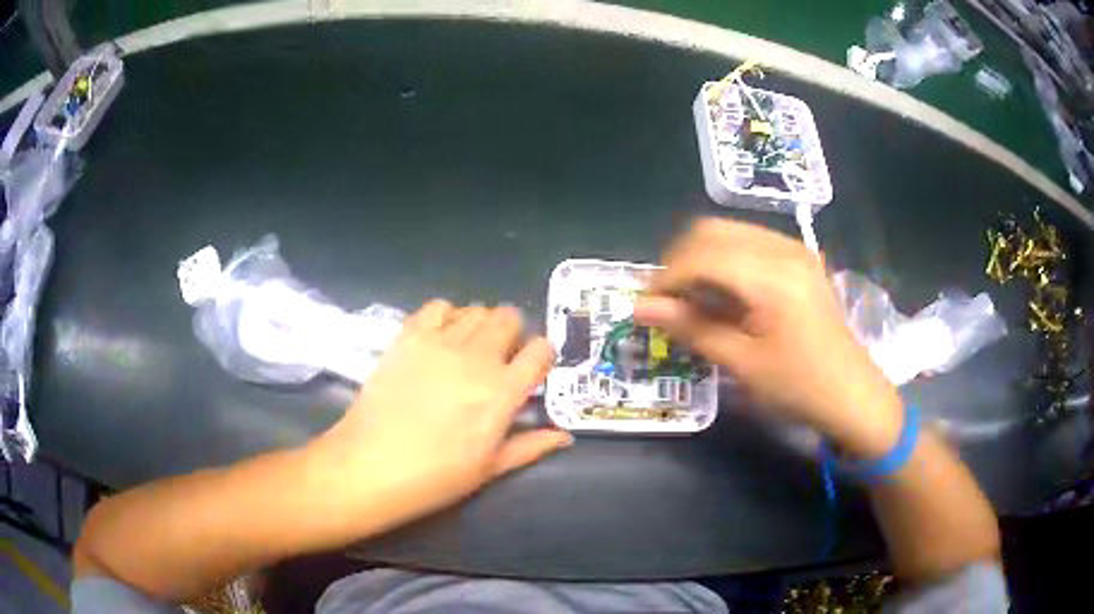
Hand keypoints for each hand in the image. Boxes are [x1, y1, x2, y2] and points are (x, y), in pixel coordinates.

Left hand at [318, 301, 571, 524]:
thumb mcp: (489, 469)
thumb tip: (565, 435)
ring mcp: (440, 342)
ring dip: (481, 324)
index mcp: (503, 391)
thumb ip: (530, 446)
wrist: (370, 466)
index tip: (532, 370)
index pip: (540, 351)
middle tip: (499, 358)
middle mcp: (477, 357)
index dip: (541, 356)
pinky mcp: (408, 336)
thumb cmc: (435, 477)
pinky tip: (440, 338)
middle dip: (512, 333)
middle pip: (509, 318)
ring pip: (476, 309)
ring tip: (469, 347)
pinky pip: (437, 307)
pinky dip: (447, 315)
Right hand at [634, 218, 902, 455]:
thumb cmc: (797, 386)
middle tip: (667, 301)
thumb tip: (640, 309)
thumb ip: (690, 327)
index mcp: (771, 276)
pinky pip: (749, 242)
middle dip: (679, 261)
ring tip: (692, 299)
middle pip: (711, 231)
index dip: (666, 278)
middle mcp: (783, 249)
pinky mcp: (799, 257)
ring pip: (729, 233)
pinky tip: (723, 293)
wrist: (851, 393)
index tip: (646, 306)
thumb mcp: (741, 363)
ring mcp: (794, 249)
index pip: (701, 256)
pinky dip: (725, 260)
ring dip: (701, 259)